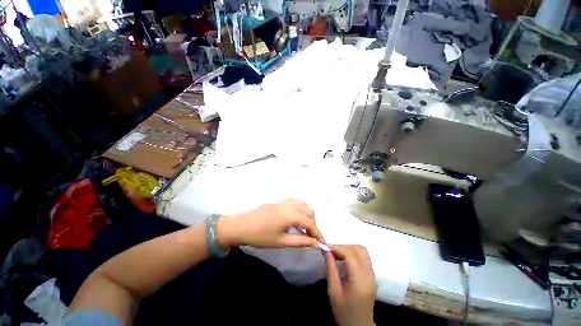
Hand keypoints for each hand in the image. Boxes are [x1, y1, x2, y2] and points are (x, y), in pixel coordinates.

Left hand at [217, 199, 324, 248]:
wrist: (241, 226)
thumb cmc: (260, 237)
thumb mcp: (280, 242)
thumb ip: (300, 241)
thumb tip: (315, 243)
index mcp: (289, 215)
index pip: (309, 222)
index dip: (317, 232)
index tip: (322, 243)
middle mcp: (288, 205)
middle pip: (308, 210)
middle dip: (313, 222)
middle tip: (310, 235)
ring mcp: (282, 201)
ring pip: (301, 203)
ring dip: (306, 213)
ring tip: (303, 226)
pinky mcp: (277, 201)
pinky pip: (293, 200)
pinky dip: (299, 207)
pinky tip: (295, 216)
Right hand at [326, 245, 375, 325]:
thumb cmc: (344, 312)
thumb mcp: (334, 292)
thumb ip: (331, 269)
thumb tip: (327, 252)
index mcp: (360, 281)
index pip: (351, 255)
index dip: (338, 248)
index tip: (326, 247)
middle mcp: (369, 275)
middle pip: (360, 250)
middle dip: (344, 246)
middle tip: (331, 250)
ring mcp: (372, 275)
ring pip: (363, 251)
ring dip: (349, 248)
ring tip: (337, 253)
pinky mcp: (371, 276)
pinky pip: (363, 257)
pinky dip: (353, 253)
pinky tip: (343, 258)